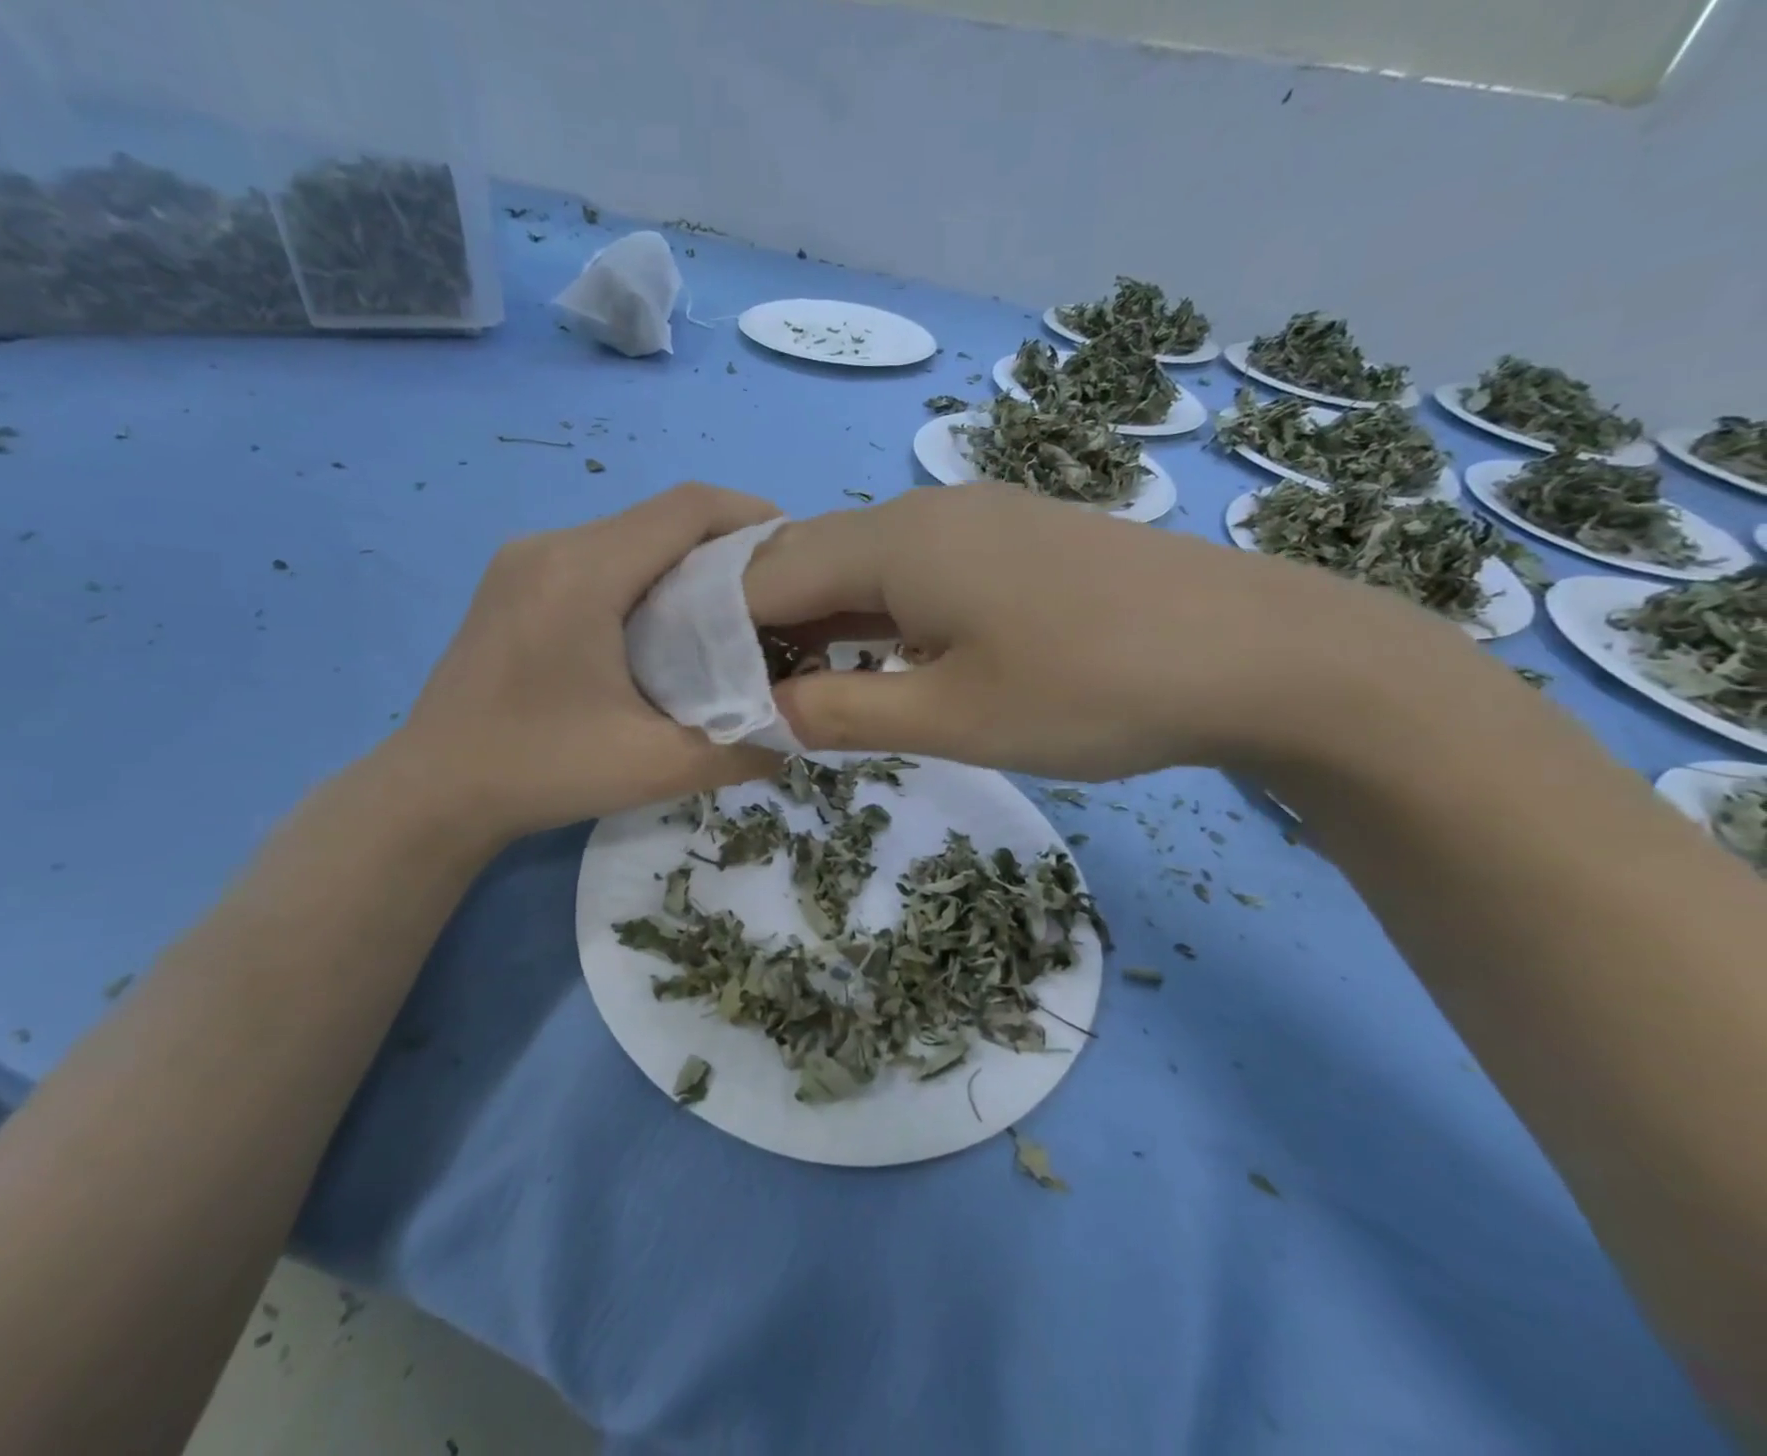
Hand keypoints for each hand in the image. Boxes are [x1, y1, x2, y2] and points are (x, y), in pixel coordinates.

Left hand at [383, 483, 781, 851]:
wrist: (433, 793)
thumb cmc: (542, 772)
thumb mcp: (656, 768)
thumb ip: (741, 747)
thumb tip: (800, 729)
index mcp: (584, 573)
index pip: (687, 509)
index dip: (752, 516)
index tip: (798, 551)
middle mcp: (550, 546)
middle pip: (659, 518)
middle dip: (725, 544)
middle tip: (774, 594)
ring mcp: (523, 560)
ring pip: (628, 535)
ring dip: (684, 561)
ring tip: (728, 612)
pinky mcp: (512, 582)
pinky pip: (597, 556)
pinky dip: (645, 575)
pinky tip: (663, 625)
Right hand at [742, 483, 1469, 780]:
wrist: (1255, 653)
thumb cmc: (1091, 690)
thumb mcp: (951, 717)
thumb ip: (843, 711)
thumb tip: (763, 712)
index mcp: (895, 541)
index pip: (765, 575)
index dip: (718, 630)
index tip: (699, 688)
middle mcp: (924, 509)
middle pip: (808, 557)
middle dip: (763, 623)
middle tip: (743, 693)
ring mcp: (975, 517)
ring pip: (863, 562)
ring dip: (822, 618)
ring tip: (798, 683)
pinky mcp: (1014, 539)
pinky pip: (914, 568)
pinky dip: (877, 612)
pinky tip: (882, 655)